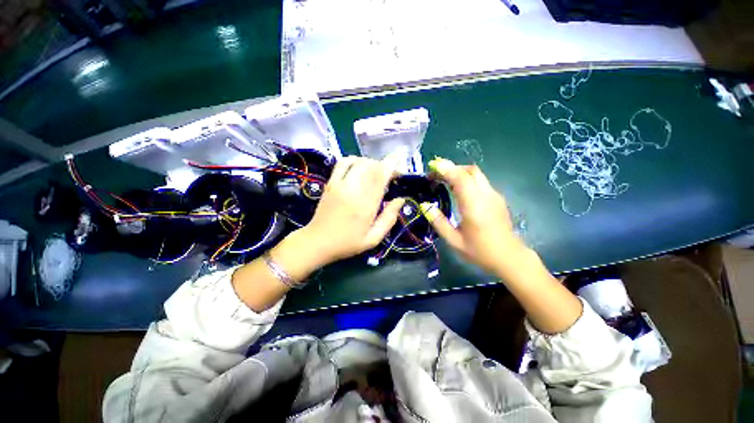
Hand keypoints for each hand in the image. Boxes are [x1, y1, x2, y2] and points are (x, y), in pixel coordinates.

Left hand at [299, 156, 404, 265]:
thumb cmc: (348, 243)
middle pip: (371, 166)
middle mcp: (353, 190)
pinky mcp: (330, 183)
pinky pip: (343, 163)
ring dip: (371, 163)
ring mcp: (339, 184)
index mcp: (365, 205)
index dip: (391, 166)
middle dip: (384, 165)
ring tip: (377, 172)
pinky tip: (360, 167)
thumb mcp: (373, 239)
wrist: (317, 242)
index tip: (400, 166)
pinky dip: (354, 160)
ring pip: (358, 162)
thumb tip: (401, 200)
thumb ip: (389, 219)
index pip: (380, 177)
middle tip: (390, 174)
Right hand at [423, 158, 524, 274]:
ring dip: (459, 173)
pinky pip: (480, 181)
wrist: (510, 257)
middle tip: (435, 175)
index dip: (446, 170)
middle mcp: (486, 196)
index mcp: (474, 206)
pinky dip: (466, 179)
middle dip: (451, 168)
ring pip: (476, 174)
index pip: (461, 179)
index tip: (432, 168)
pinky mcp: (497, 198)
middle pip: (470, 171)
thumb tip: (425, 205)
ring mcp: (494, 196)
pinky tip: (457, 189)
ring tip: (443, 180)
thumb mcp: (454, 241)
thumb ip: (438, 222)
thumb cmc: (480, 251)